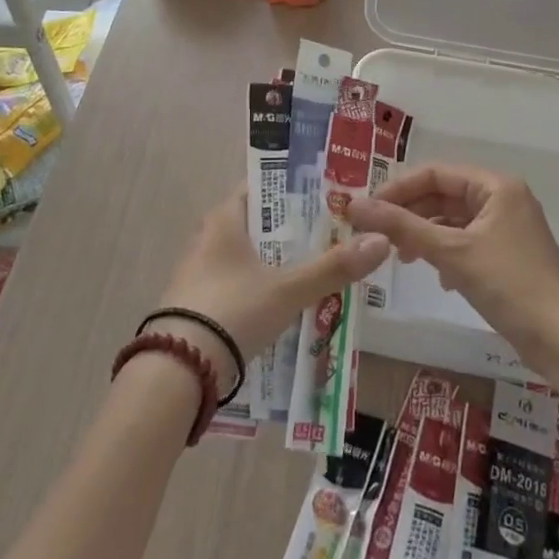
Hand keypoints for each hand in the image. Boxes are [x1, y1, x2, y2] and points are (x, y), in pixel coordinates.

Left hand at [156, 184, 388, 372]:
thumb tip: (382, 241)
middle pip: (261, 223)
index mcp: (225, 218)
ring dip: (282, 261)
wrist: (177, 372)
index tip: (331, 195)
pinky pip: (242, 283)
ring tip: (323, 266)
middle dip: (297, 230)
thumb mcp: (288, 289)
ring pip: (252, 256)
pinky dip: (266, 286)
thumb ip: (334, 267)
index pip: (264, 187)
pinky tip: (292, 301)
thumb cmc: (232, 310)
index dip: (297, 189)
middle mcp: (209, 237)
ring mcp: (202, 272)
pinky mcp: (201, 303)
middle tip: (338, 233)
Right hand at [348, 163, 558, 379]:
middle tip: (378, 235)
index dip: (399, 189)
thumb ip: (402, 226)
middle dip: (411, 214)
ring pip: (455, 221)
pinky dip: (447, 254)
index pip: (436, 173)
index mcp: (496, 186)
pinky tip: (438, 278)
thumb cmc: (508, 284)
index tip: (367, 209)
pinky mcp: (509, 255)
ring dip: (427, 236)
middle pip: (445, 195)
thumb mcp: (451, 252)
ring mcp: (509, 228)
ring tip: (403, 258)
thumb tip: (355, 205)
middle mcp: (504, 198)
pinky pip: (468, 242)